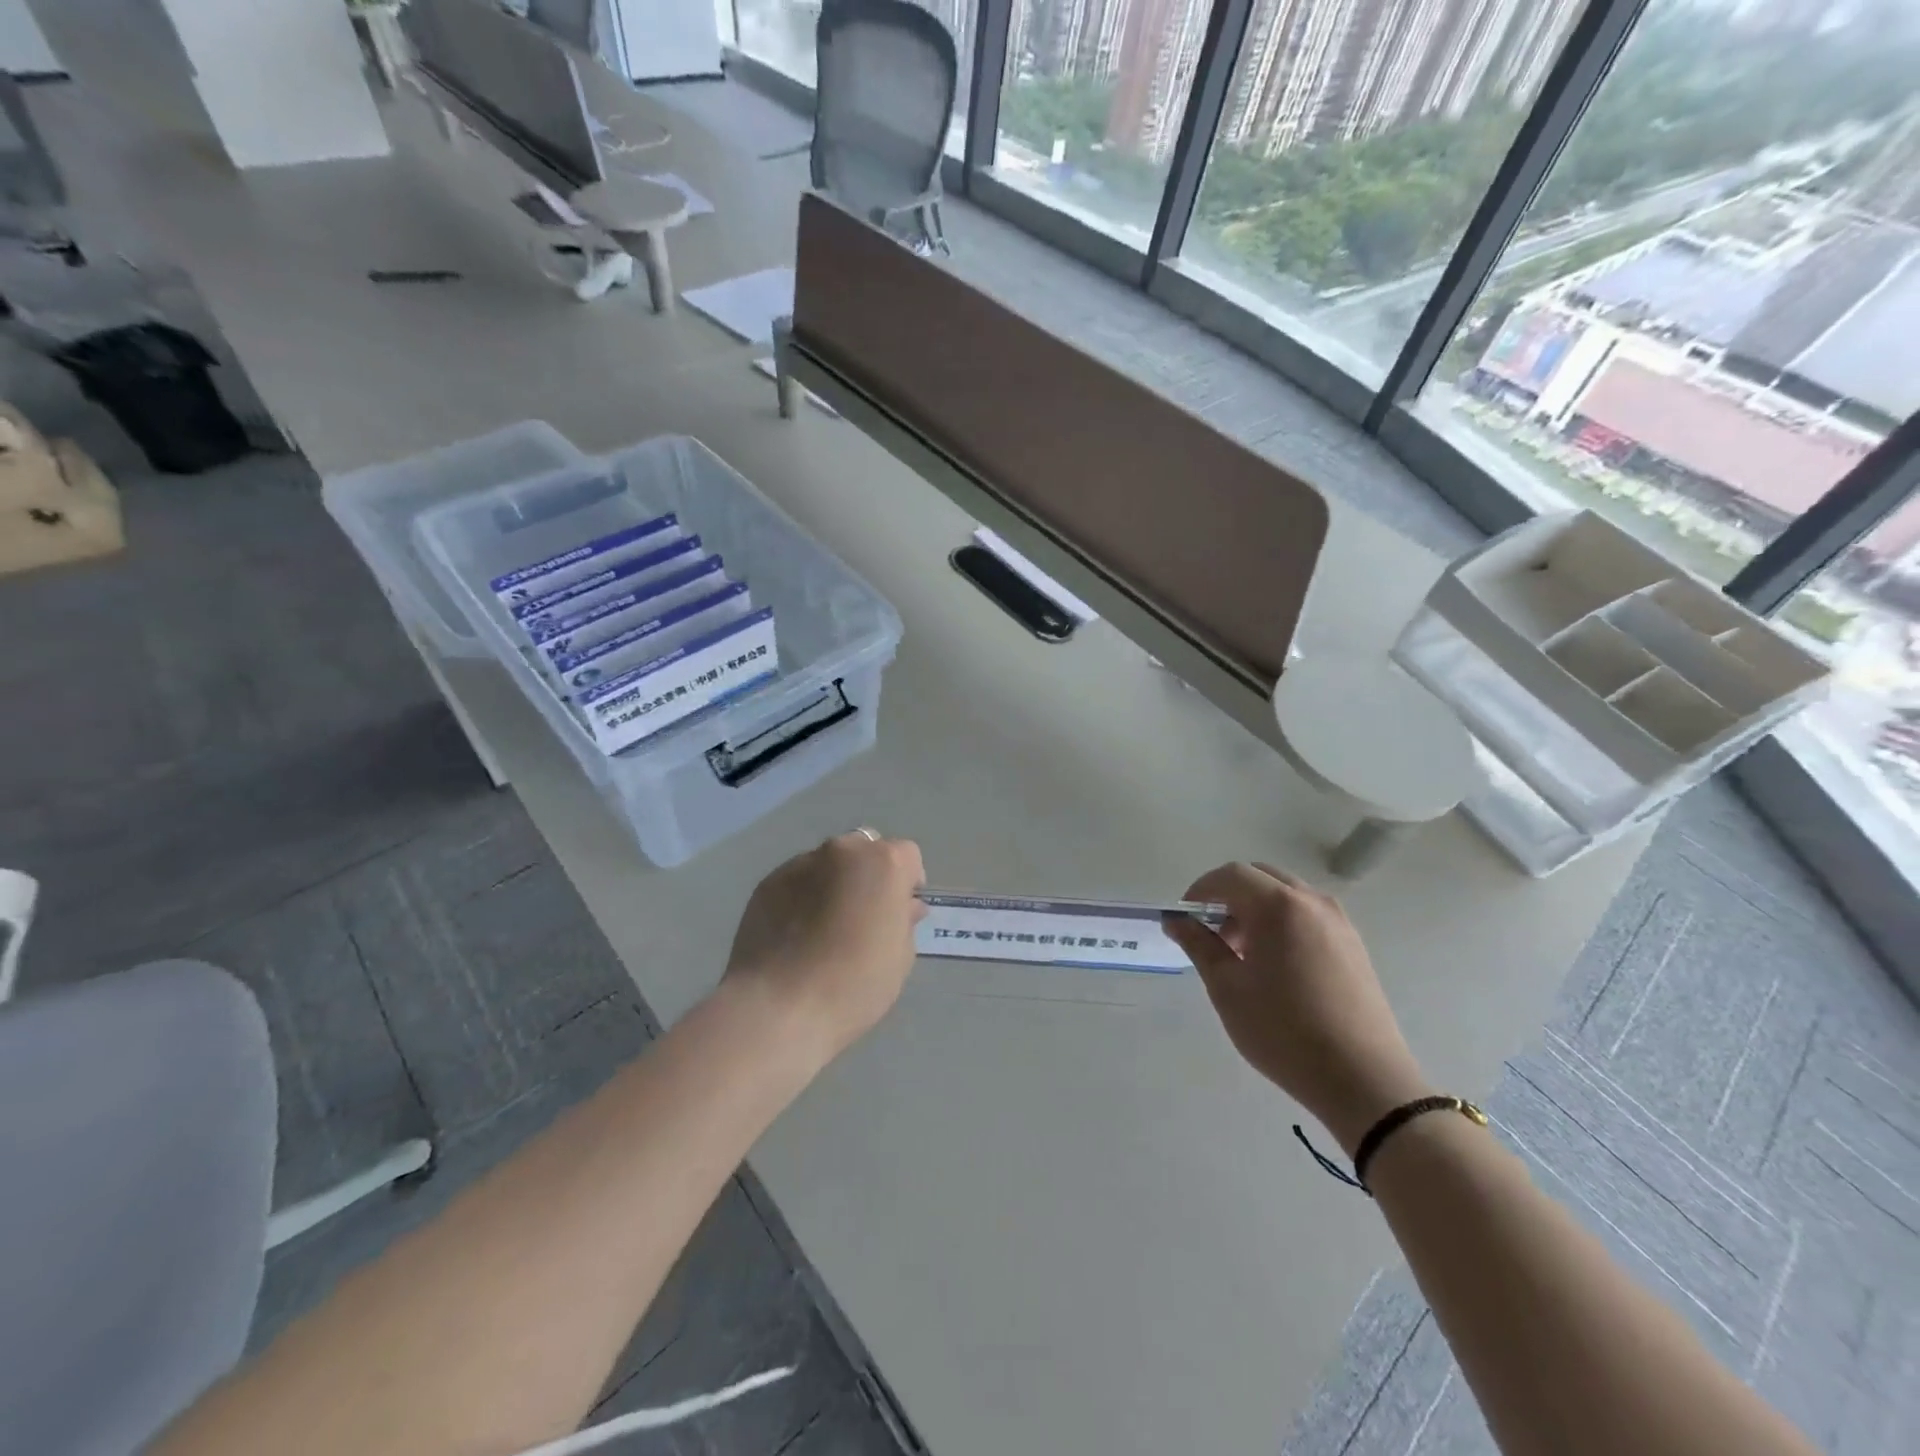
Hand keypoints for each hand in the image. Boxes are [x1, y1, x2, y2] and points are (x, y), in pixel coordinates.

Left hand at [723, 830, 926, 1061]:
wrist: (779, 1007)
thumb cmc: (854, 984)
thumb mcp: (900, 958)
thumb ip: (905, 921)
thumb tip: (905, 907)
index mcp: (883, 863)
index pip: (907, 856)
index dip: (907, 883)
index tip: (899, 913)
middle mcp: (842, 851)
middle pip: (865, 849)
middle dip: (869, 874)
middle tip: (863, 916)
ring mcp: (800, 863)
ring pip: (828, 863)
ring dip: (834, 883)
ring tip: (824, 927)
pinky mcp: (768, 882)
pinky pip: (797, 881)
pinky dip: (803, 897)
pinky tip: (796, 934)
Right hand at [1165, 862, 1430, 1154]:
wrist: (1364, 1080)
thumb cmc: (1284, 1031)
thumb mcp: (1228, 988)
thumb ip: (1199, 945)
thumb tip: (1175, 921)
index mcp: (1279, 906)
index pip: (1230, 876)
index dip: (1200, 890)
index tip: (1184, 919)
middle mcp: (1312, 902)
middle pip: (1260, 877)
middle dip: (1229, 897)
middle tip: (1211, 934)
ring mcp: (1338, 922)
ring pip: (1285, 895)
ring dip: (1255, 909)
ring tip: (1241, 954)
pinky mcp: (1353, 944)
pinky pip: (1307, 915)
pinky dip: (1281, 922)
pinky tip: (1275, 965)